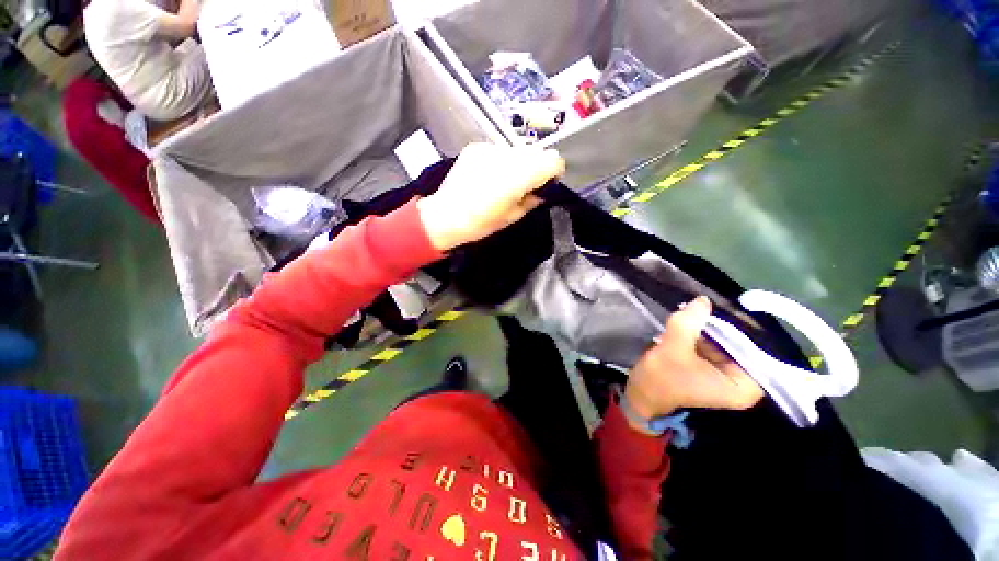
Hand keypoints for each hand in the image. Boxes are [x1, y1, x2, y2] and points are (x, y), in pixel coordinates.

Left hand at [417, 143, 564, 251]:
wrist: (446, 215)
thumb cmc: (481, 223)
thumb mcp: (513, 217)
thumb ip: (533, 200)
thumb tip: (541, 192)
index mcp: (519, 176)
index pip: (552, 160)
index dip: (554, 171)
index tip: (549, 183)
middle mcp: (507, 156)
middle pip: (537, 151)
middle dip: (538, 166)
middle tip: (528, 185)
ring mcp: (490, 149)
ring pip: (518, 150)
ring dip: (520, 163)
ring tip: (507, 181)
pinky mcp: (477, 147)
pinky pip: (500, 151)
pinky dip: (502, 161)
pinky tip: (490, 176)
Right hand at [624, 296, 764, 425]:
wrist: (640, 394)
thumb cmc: (660, 378)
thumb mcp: (673, 347)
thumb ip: (688, 322)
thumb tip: (703, 299)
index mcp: (744, 386)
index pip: (756, 348)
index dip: (741, 326)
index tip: (726, 306)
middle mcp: (743, 383)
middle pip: (740, 344)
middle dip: (721, 327)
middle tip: (705, 307)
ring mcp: (727, 377)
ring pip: (725, 344)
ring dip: (709, 330)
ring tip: (694, 314)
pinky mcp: (712, 370)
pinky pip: (714, 347)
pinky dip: (702, 336)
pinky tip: (690, 325)